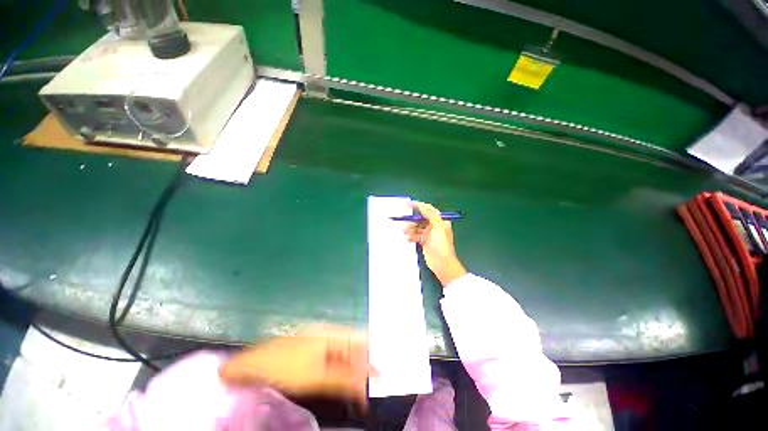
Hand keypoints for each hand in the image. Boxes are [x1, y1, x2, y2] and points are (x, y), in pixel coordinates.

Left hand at [219, 325, 369, 405]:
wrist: (251, 370)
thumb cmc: (284, 369)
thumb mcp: (315, 377)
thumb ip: (343, 379)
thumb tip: (366, 383)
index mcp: (329, 333)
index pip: (358, 338)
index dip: (370, 353)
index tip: (381, 373)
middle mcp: (327, 335)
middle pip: (352, 347)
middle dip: (362, 365)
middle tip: (372, 388)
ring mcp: (318, 344)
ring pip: (343, 355)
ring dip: (352, 371)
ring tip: (360, 391)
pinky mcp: (312, 355)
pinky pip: (333, 362)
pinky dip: (341, 373)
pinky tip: (345, 386)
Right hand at [404, 201, 466, 286]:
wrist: (442, 263)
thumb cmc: (441, 243)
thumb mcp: (438, 226)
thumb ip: (430, 214)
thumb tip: (422, 205)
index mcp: (440, 221)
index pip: (428, 210)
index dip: (418, 206)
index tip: (408, 204)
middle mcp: (434, 226)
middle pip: (421, 219)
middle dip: (412, 220)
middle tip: (404, 221)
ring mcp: (429, 234)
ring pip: (417, 228)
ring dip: (410, 229)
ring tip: (405, 232)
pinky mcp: (424, 242)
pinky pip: (415, 236)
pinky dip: (411, 236)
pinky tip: (407, 239)